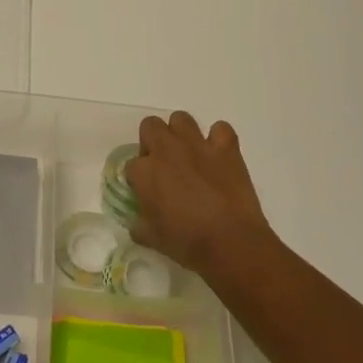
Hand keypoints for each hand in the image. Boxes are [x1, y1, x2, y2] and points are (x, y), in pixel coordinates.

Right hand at [124, 112, 276, 279]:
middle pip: (150, 126)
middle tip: (163, 165)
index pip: (131, 165)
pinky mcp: (226, 148)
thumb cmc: (186, 243)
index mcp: (145, 172)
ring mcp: (197, 145)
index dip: (138, 179)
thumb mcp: (152, 238)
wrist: (230, 242)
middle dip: (152, 141)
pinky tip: (218, 155)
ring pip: (181, 119)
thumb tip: (138, 222)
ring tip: (188, 154)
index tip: (146, 192)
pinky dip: (218, 139)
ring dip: (180, 133)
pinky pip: (221, 129)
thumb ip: (139, 224)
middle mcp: (167, 150)